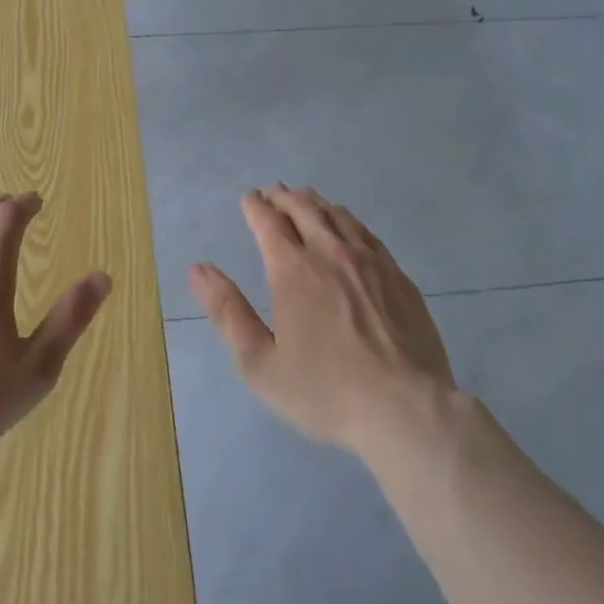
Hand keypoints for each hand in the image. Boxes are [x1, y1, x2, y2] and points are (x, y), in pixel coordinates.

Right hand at [189, 186, 455, 457]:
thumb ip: (227, 311)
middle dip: (283, 197)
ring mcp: (370, 261)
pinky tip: (348, 229)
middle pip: (304, 208)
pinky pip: (367, 234)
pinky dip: (348, 221)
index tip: (249, 199)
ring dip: (316, 203)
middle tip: (273, 193)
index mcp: (292, 270)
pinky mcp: (399, 276)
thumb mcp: (259, 362)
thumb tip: (198, 269)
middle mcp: (330, 252)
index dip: (255, 206)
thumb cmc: (324, 391)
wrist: (405, 409)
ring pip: (338, 215)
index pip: (268, 221)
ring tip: (306, 201)